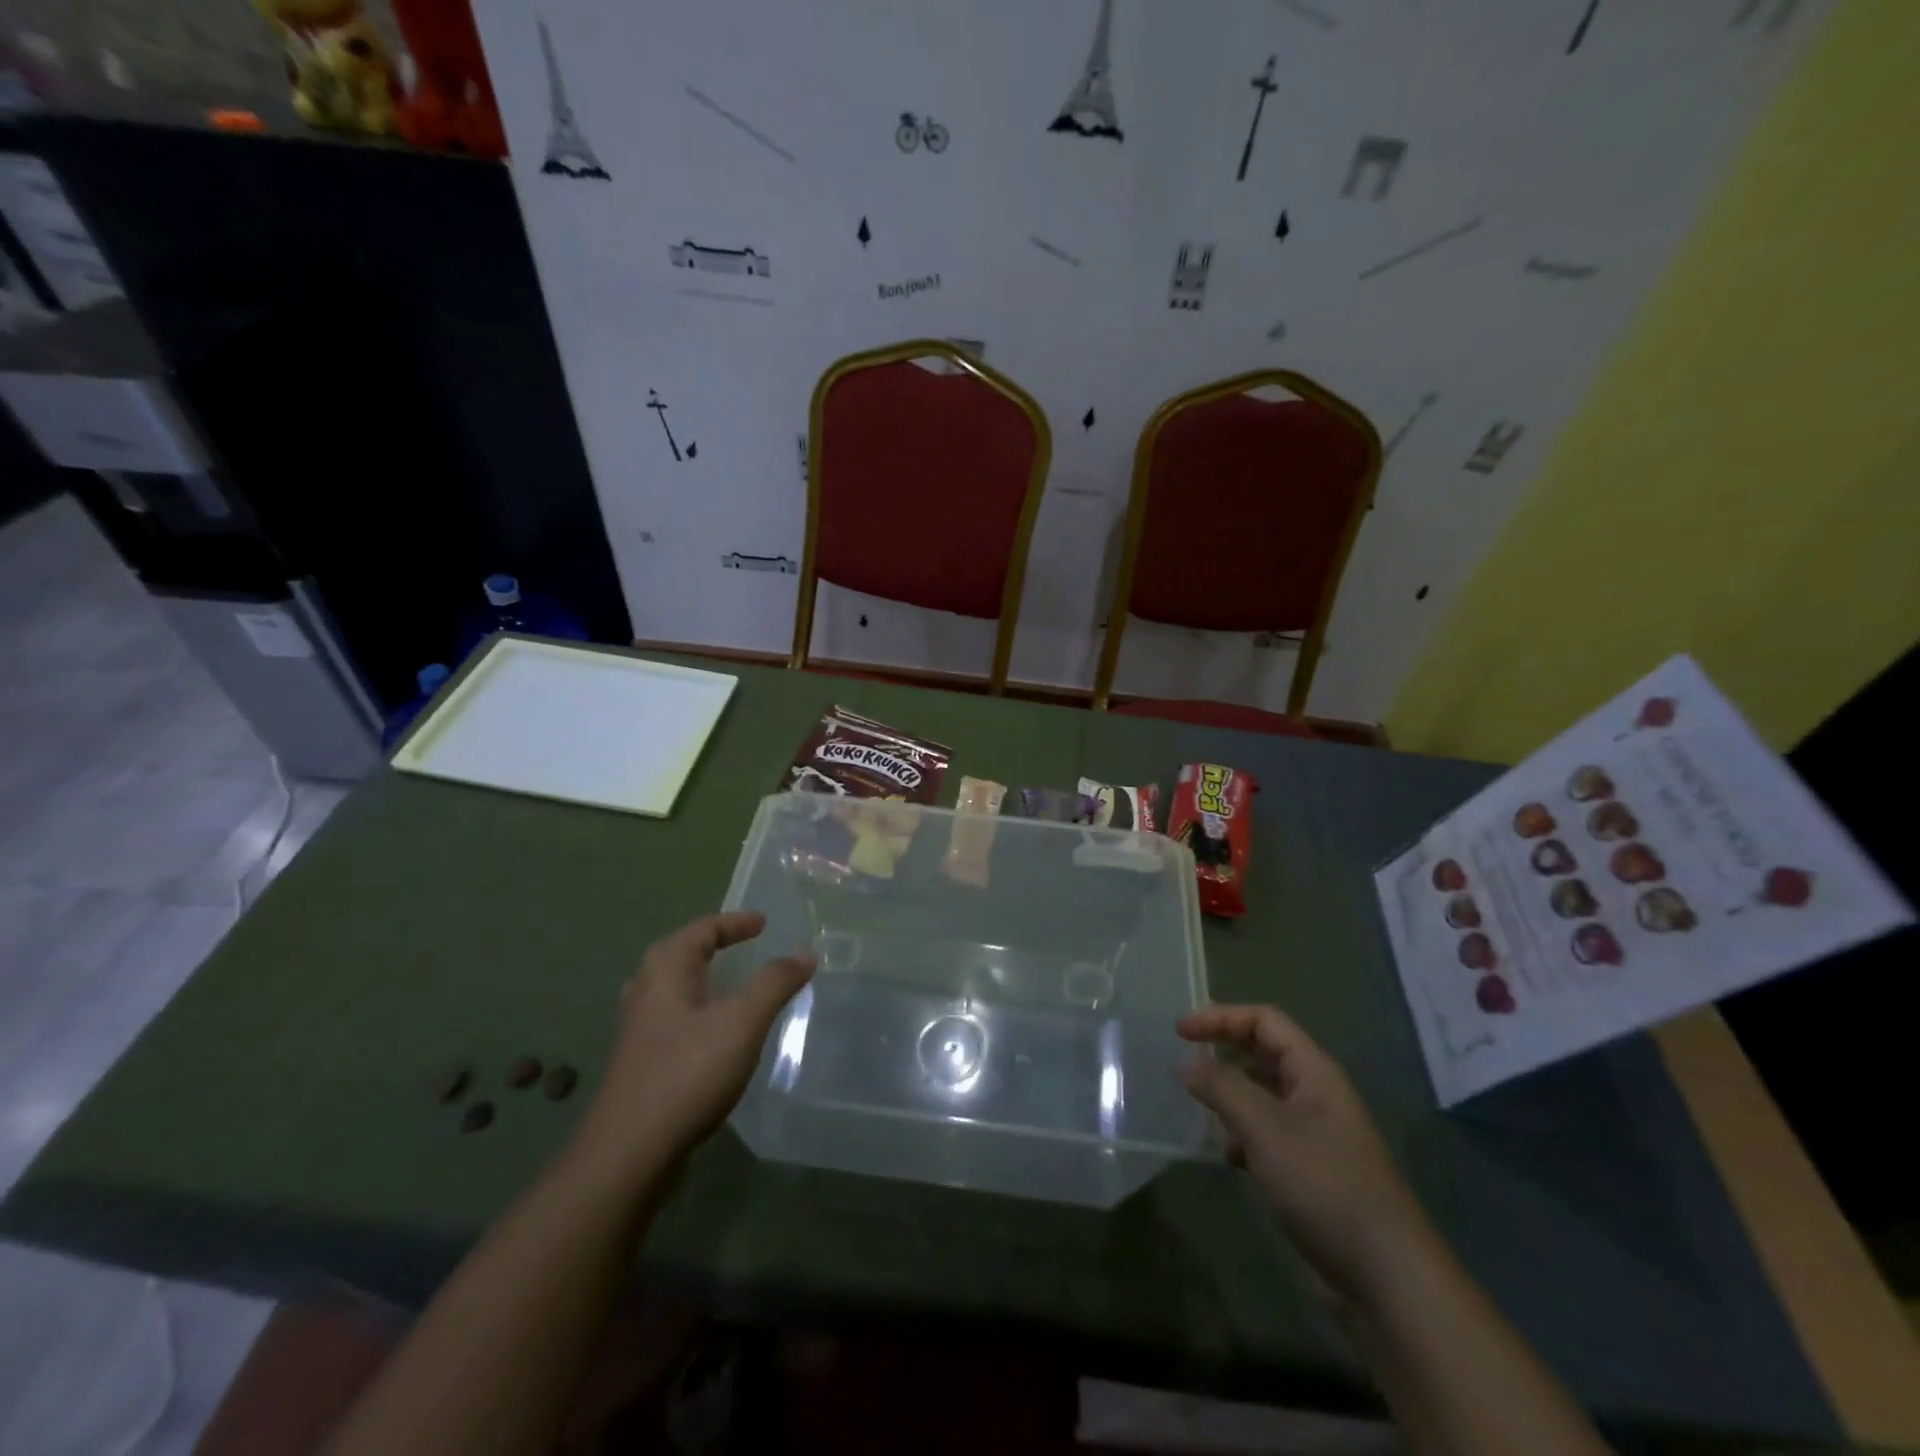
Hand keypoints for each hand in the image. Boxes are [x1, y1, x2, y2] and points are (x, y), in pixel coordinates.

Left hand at [575, 911, 813, 1173]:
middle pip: (681, 953)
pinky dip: (699, 1009)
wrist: (629, 1153)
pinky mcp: (640, 1062)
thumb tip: (805, 952)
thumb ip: (775, 982)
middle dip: (714, 945)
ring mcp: (638, 1029)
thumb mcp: (743, 1022)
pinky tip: (715, 1033)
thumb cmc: (688, 1073)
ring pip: (674, 988)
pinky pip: (674, 1017)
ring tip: (732, 984)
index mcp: (665, 970)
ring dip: (704, 978)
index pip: (702, 929)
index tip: (762, 922)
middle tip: (745, 945)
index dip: (735, 922)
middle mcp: (645, 991)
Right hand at [1178, 1003, 1431, 1303]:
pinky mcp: (1310, 1171)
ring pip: (1262, 1096)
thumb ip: (1222, 1088)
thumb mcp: (1265, 1128)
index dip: (1221, 1017)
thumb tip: (1188, 1064)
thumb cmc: (1325, 1185)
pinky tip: (1229, 1157)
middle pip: (1264, 1054)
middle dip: (1224, 1054)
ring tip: (1204, 1114)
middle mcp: (1316, 1094)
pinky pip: (1267, 1134)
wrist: (1386, 1277)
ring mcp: (1315, 1134)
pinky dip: (1242, 1135)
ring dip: (1231, 1097)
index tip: (1180, 1032)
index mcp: (1314, 1071)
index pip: (1264, 1021)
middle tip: (1186, 1065)